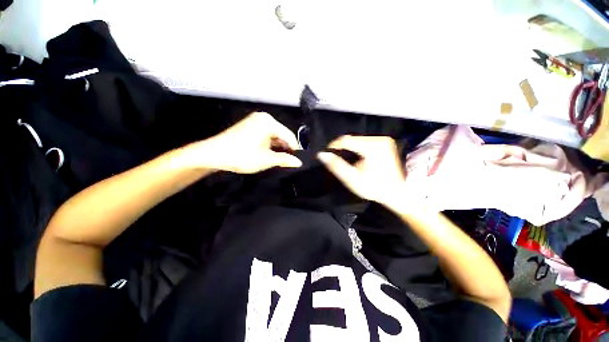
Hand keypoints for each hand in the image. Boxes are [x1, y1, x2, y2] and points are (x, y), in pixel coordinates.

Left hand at [189, 112, 301, 173]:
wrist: (213, 154)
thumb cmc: (240, 156)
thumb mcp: (265, 159)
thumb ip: (284, 160)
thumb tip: (298, 162)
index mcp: (269, 122)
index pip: (289, 136)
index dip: (295, 149)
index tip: (296, 161)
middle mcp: (263, 118)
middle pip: (282, 135)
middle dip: (285, 149)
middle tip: (286, 162)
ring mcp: (256, 120)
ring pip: (274, 135)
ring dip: (277, 148)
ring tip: (277, 160)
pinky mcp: (250, 125)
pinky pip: (266, 135)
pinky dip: (269, 144)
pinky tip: (268, 154)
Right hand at [317, 135, 406, 208]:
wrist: (398, 193)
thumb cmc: (375, 188)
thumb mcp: (352, 179)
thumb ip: (336, 166)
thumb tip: (322, 154)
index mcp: (372, 147)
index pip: (346, 140)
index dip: (333, 146)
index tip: (327, 154)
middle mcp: (379, 139)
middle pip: (352, 139)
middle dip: (342, 148)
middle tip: (337, 160)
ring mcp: (384, 140)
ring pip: (358, 140)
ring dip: (349, 148)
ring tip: (346, 160)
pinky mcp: (386, 143)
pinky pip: (365, 142)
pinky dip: (358, 148)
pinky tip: (357, 158)